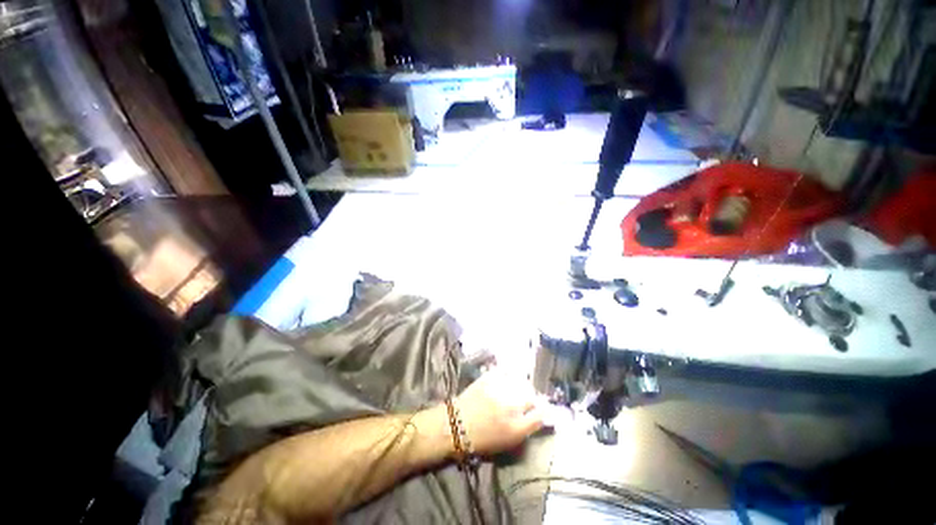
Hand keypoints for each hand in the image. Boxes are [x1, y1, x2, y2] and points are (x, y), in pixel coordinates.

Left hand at [454, 370, 543, 455]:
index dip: (543, 411)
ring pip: (520, 381)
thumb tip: (538, 415)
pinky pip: (505, 371)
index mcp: (516, 428)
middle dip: (531, 398)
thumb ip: (525, 428)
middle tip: (525, 400)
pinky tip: (505, 378)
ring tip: (515, 388)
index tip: (541, 409)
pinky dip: (507, 374)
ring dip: (521, 385)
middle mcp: (511, 406)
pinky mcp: (489, 378)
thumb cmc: (481, 440)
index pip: (540, 415)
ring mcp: (500, 389)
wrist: (455, 425)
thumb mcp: (507, 442)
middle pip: (532, 396)